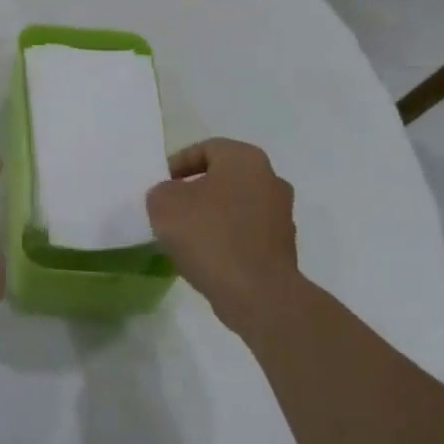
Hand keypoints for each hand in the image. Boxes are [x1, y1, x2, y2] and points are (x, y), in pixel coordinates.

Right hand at [146, 138, 300, 339]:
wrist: (258, 295)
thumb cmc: (210, 236)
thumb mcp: (164, 204)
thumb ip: (161, 192)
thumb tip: (171, 198)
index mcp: (245, 159)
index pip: (205, 149)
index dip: (177, 164)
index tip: (161, 187)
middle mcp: (270, 179)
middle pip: (222, 178)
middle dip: (195, 191)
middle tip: (171, 210)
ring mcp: (281, 215)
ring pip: (235, 206)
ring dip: (211, 217)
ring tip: (185, 238)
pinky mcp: (283, 248)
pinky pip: (246, 234)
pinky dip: (226, 240)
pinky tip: (207, 258)